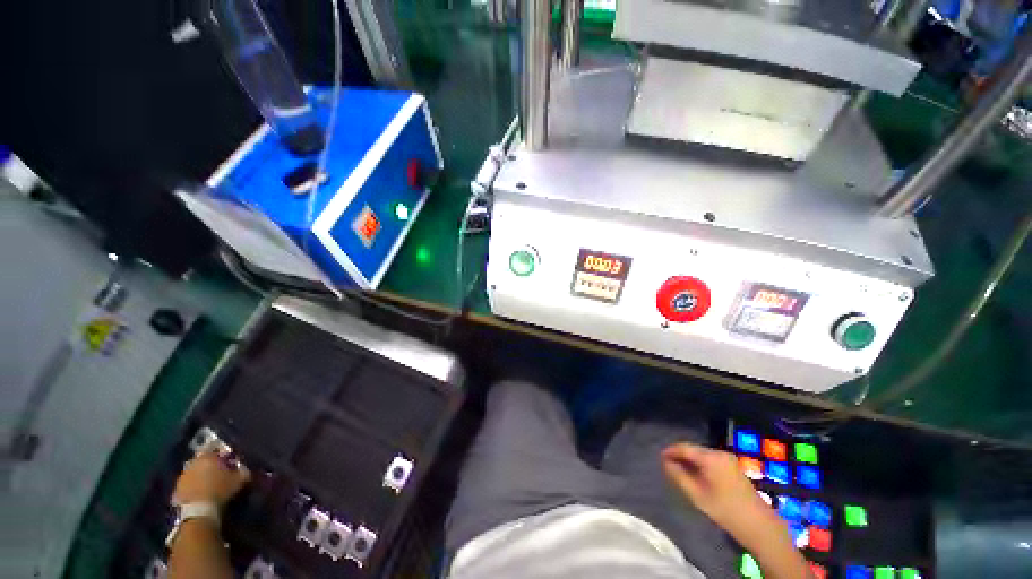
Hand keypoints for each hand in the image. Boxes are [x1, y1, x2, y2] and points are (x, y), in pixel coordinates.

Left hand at [173, 452, 250, 507]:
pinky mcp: (177, 488)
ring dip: (201, 475)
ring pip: (194, 471)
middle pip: (203, 460)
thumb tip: (243, 467)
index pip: (216, 449)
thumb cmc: (220, 490)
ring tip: (210, 484)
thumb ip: (242, 470)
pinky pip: (188, 483)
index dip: (223, 455)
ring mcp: (183, 475)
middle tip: (219, 472)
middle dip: (210, 465)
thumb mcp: (239, 479)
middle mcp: (193, 462)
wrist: (199, 510)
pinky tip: (200, 492)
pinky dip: (194, 485)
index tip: (229, 461)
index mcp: (208, 456)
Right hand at [661, 442, 783, 548]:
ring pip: (702, 455)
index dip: (670, 451)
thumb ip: (679, 476)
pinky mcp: (733, 467)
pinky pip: (711, 460)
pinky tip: (696, 476)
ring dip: (690, 461)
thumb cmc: (725, 510)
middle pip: (693, 449)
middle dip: (680, 456)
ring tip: (679, 472)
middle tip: (668, 466)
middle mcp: (719, 453)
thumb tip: (666, 462)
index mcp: (710, 457)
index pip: (684, 447)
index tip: (659, 458)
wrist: (760, 525)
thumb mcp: (697, 495)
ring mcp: (728, 459)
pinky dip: (700, 465)